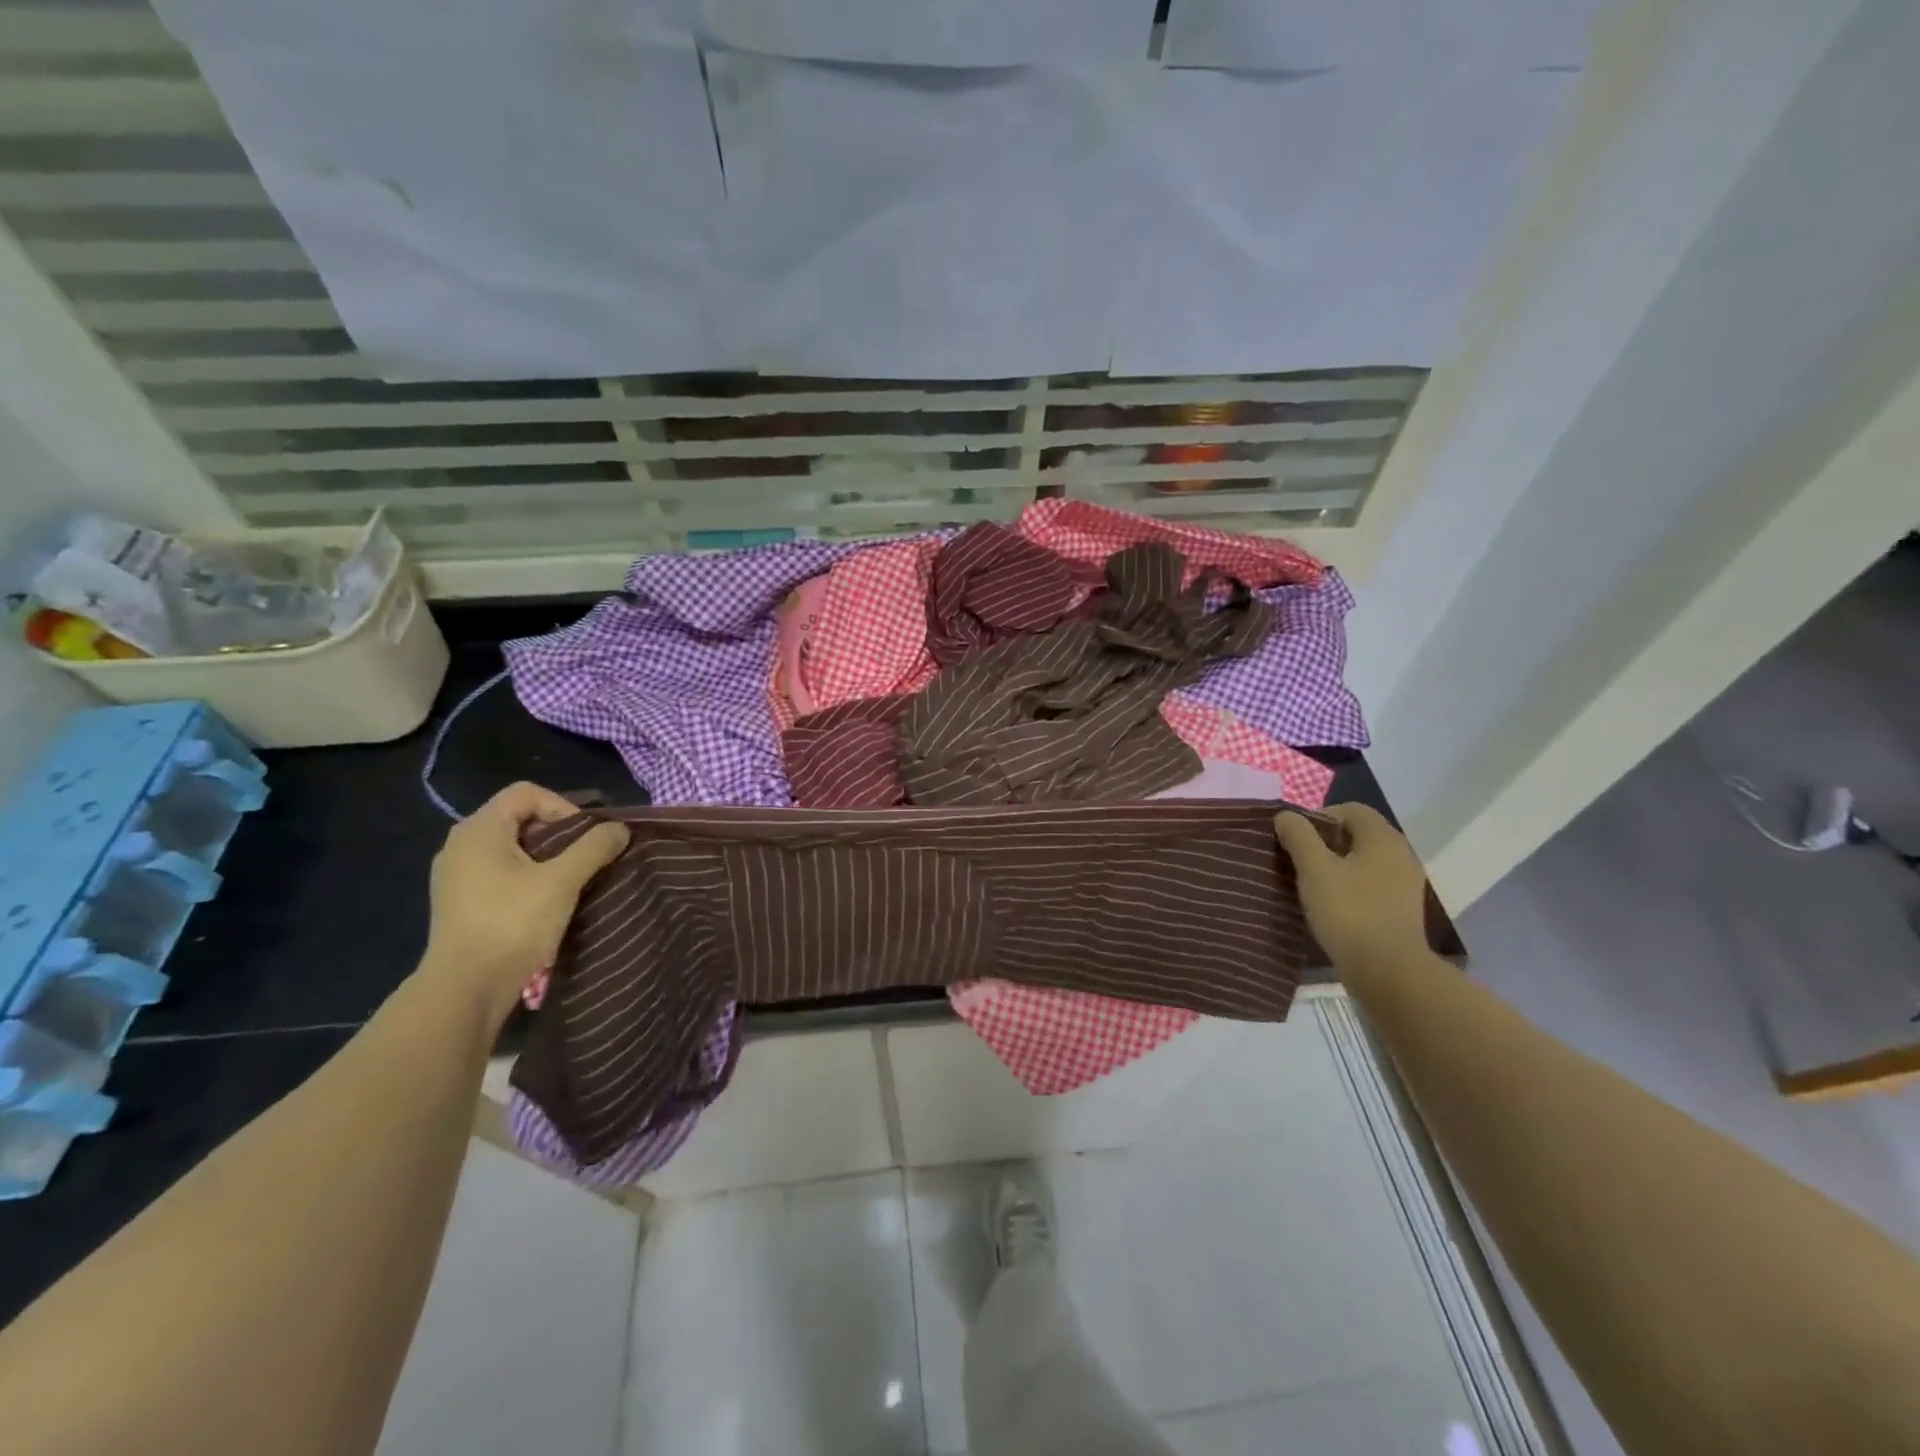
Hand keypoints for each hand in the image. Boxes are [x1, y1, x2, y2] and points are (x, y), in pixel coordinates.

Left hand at [421, 783, 629, 1024]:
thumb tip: (619, 828)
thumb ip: (594, 847)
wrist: (466, 989)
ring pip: (512, 847)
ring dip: (546, 857)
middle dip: (559, 833)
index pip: (526, 793)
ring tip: (570, 880)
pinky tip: (546, 901)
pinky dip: (528, 876)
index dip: (562, 806)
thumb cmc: (512, 924)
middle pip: (519, 817)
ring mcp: (456, 874)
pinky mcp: (460, 901)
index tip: (584, 838)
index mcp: (479, 830)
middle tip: (584, 858)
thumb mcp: (563, 881)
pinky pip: (500, 871)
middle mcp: (460, 844)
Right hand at [1275, 803, 1430, 972]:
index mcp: (1383, 838)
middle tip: (1298, 860)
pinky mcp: (1401, 909)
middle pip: (1358, 834)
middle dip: (1325, 842)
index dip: (1319, 816)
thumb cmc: (1349, 911)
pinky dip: (1350, 886)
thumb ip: (1299, 837)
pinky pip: (1371, 884)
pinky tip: (1331, 905)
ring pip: (1363, 861)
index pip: (1350, 809)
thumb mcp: (1314, 869)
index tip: (1296, 839)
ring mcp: (1405, 884)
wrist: (1388, 971)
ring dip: (1336, 866)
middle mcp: (1400, 855)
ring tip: (1310, 884)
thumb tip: (1286, 816)